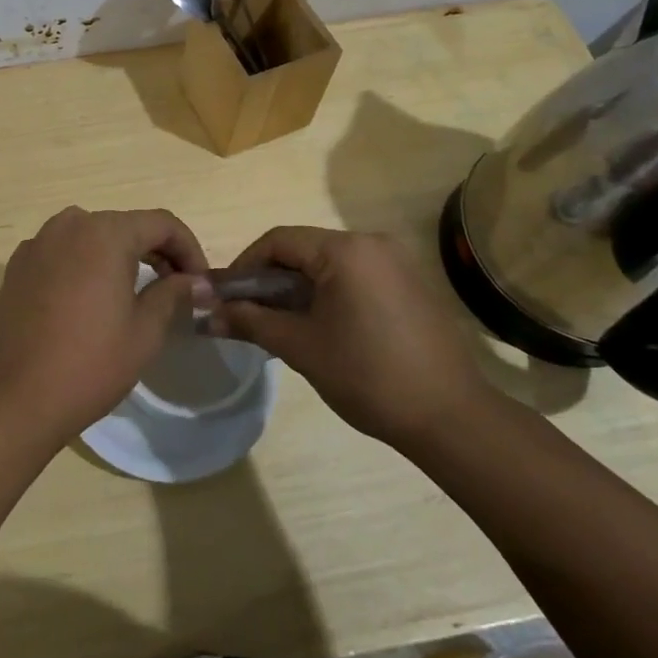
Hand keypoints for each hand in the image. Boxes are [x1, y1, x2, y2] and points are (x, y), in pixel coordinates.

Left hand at [0, 207, 210, 451]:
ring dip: (120, 256)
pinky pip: (63, 252)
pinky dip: (85, 265)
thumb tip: (195, 282)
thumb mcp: (145, 332)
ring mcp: (38, 243)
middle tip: (176, 288)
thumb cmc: (89, 364)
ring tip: (136, 291)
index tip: (200, 282)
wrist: (14, 398)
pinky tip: (91, 299)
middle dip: (156, 251)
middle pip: (125, 226)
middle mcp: (69, 225)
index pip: (161, 223)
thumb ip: (173, 294)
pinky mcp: (17, 266)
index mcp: (105, 233)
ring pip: (92, 236)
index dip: (189, 248)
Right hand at [212, 226, 491, 451]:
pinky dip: (330, 293)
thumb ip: (250, 322)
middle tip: (250, 313)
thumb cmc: (367, 376)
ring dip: (299, 287)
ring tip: (283, 325)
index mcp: (345, 250)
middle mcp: (373, 243)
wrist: (450, 417)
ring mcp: (397, 262)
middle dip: (271, 279)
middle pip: (305, 249)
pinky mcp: (411, 284)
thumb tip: (207, 314)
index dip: (245, 265)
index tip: (227, 296)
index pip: (279, 240)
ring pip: (330, 264)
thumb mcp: (300, 347)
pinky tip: (323, 327)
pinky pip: (356, 276)